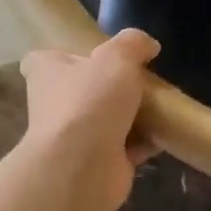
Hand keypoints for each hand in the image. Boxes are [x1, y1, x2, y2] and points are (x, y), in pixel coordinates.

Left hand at [20, 29, 160, 210]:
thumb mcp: (117, 57)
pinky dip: (145, 142)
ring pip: (108, 119)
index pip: (46, 59)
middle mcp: (55, 104)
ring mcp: (76, 136)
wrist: (83, 166)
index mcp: (47, 73)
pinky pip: (127, 146)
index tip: (94, 55)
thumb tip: (149, 45)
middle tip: (143, 78)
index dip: (67, 55)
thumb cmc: (90, 101)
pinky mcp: (99, 161)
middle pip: (84, 89)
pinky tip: (165, 132)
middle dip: (111, 87)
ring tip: (161, 103)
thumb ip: (133, 44)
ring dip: (133, 115)